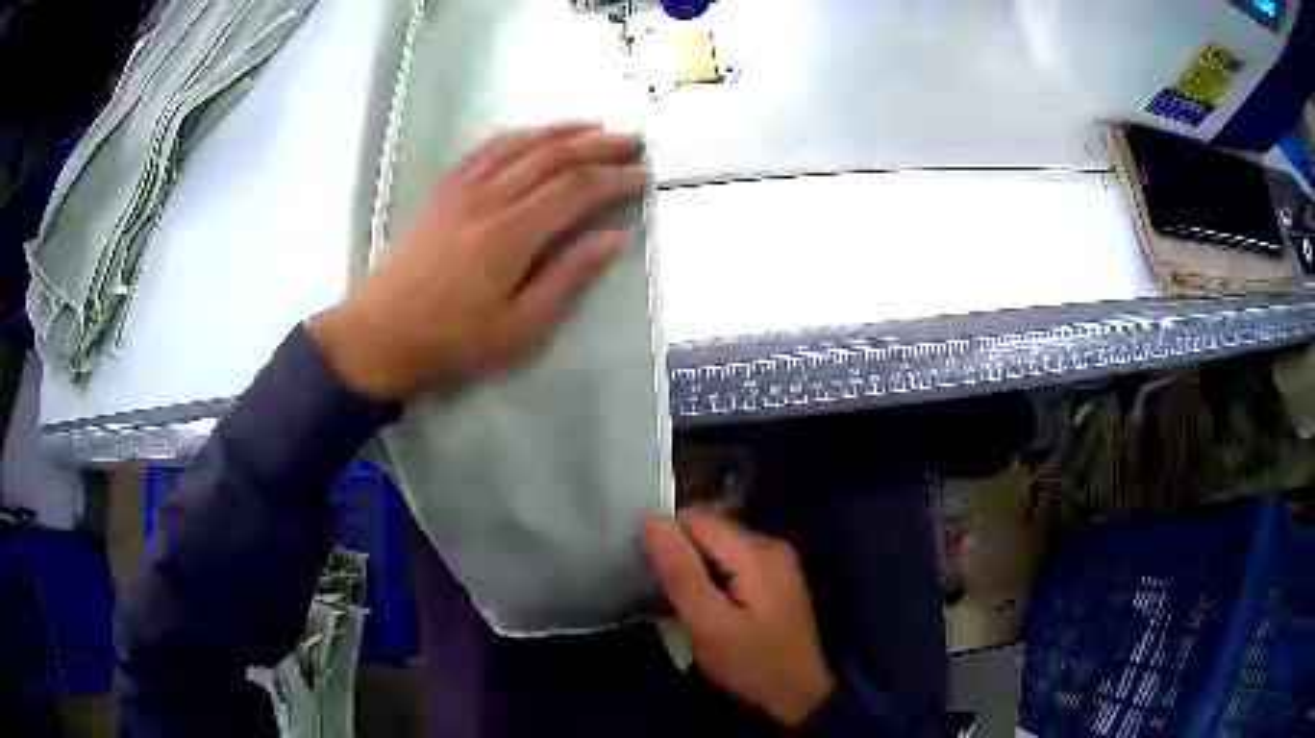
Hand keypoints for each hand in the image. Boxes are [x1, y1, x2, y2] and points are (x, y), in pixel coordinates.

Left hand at [307, 122, 647, 399]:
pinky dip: (515, 136)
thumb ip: (567, 277)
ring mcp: (462, 190)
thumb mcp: (519, 325)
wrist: (379, 333)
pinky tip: (531, 135)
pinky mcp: (442, 191)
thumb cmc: (451, 340)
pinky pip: (484, 150)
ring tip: (594, 126)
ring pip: (519, 144)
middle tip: (633, 140)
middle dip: (599, 144)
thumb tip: (612, 239)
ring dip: (561, 131)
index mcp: (513, 233)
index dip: (614, 178)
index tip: (642, 176)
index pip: (576, 188)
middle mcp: (490, 198)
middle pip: (552, 156)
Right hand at [640, 509, 837, 727]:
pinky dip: (712, 573)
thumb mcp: (708, 624)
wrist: (799, 695)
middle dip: (680, 552)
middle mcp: (771, 544)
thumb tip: (650, 518)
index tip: (649, 572)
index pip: (695, 518)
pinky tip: (706, 602)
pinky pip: (733, 559)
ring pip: (719, 543)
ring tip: (680, 598)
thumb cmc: (750, 664)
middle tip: (663, 590)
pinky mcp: (776, 577)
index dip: (666, 539)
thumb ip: (679, 571)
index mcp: (756, 551)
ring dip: (695, 564)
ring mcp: (777, 560)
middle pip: (709, 527)